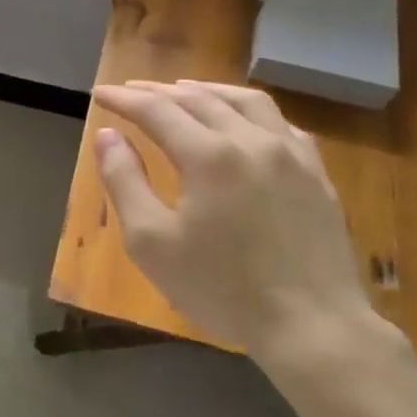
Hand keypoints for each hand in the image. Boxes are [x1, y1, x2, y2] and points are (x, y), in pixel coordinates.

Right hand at [92, 80, 371, 356]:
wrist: (312, 326)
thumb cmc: (222, 288)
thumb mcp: (152, 242)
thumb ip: (125, 181)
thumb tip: (107, 135)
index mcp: (209, 156)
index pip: (157, 111)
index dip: (124, 100)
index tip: (99, 93)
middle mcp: (252, 141)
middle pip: (199, 99)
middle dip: (159, 91)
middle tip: (132, 91)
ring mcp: (291, 154)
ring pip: (246, 101)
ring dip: (208, 90)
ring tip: (184, 90)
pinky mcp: (317, 174)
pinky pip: (281, 124)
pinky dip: (251, 111)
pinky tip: (244, 121)